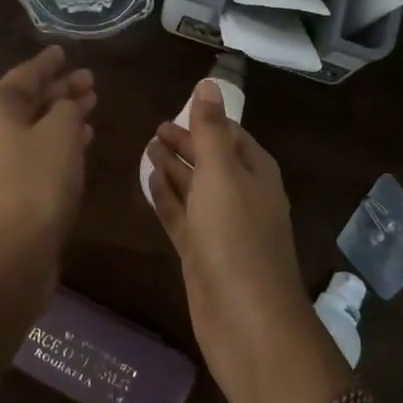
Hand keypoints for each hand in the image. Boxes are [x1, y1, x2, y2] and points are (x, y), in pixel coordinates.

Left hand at [0, 46, 95, 270]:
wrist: (11, 250)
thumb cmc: (37, 181)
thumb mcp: (61, 133)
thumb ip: (66, 107)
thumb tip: (65, 104)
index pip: (25, 74)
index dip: (48, 63)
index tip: (64, 52)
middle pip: (26, 100)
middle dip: (59, 90)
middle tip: (90, 82)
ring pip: (29, 127)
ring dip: (59, 116)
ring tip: (90, 108)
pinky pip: (27, 150)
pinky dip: (52, 142)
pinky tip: (78, 142)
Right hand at [147, 82, 338, 402]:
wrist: (245, 320)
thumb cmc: (236, 237)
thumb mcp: (222, 174)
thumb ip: (211, 130)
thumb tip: (209, 83)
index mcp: (256, 174)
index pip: (233, 137)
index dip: (207, 123)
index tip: (178, 109)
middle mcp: (242, 197)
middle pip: (212, 161)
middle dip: (187, 144)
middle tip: (154, 129)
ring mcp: (221, 228)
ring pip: (195, 189)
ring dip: (174, 169)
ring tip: (146, 148)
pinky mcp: (201, 255)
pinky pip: (181, 217)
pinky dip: (166, 198)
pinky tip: (148, 183)